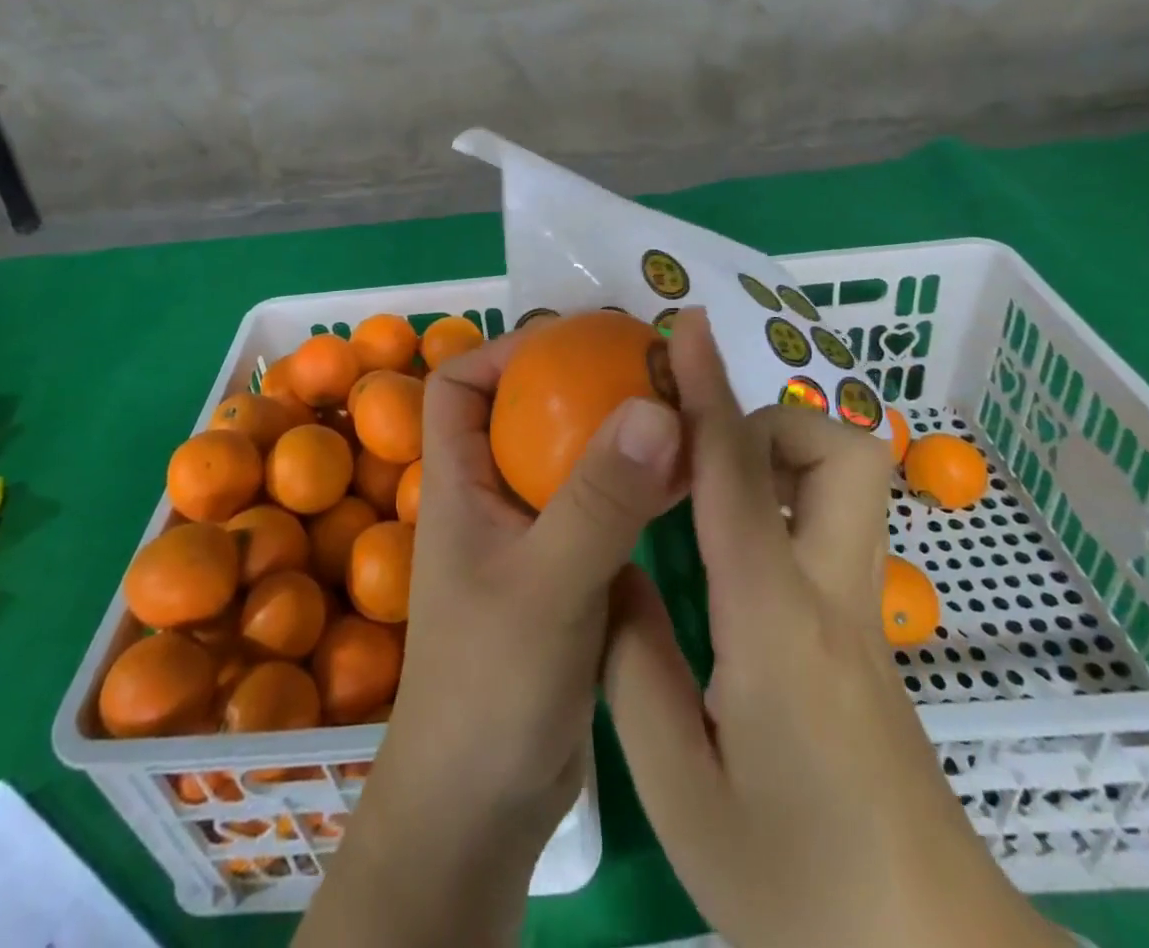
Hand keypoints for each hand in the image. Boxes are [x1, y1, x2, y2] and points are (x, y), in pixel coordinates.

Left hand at [296, 328, 686, 947]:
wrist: (484, 808)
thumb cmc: (491, 686)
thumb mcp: (547, 585)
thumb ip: (599, 500)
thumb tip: (654, 405)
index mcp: (459, 483)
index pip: (458, 386)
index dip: (505, 351)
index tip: (572, 340)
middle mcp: (491, 498)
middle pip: (526, 414)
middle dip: (580, 383)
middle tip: (649, 365)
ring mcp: (530, 538)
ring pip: (572, 461)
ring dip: (619, 434)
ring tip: (682, 407)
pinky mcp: (566, 574)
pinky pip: (602, 509)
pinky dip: (640, 488)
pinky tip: (690, 478)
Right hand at [604, 309, 1067, 947]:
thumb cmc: (798, 890)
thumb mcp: (677, 787)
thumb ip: (633, 661)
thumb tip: (613, 570)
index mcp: (774, 621)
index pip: (738, 475)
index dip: (708, 389)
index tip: (689, 328)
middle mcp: (831, 596)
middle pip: (841, 452)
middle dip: (771, 421)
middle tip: (699, 457)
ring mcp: (862, 618)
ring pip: (849, 485)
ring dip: (781, 460)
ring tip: (707, 502)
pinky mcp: (869, 642)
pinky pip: (831, 531)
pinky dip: (783, 507)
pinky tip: (729, 562)